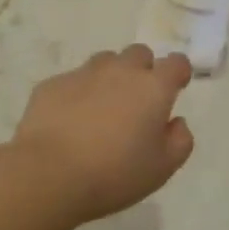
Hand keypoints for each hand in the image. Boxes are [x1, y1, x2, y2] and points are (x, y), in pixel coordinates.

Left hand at [10, 45, 196, 222]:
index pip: (176, 63)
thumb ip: (180, 141)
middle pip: (139, 54)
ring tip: (102, 109)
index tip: (176, 88)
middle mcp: (120, 71)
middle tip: (137, 102)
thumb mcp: (162, 168)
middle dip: (143, 70)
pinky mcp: (52, 84)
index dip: (179, 73)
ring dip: (110, 78)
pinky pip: (72, 81)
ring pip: (105, 62)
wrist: (47, 175)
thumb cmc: (114, 173)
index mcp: (153, 88)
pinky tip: (70, 122)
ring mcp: (83, 74)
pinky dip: (78, 94)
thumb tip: (176, 122)